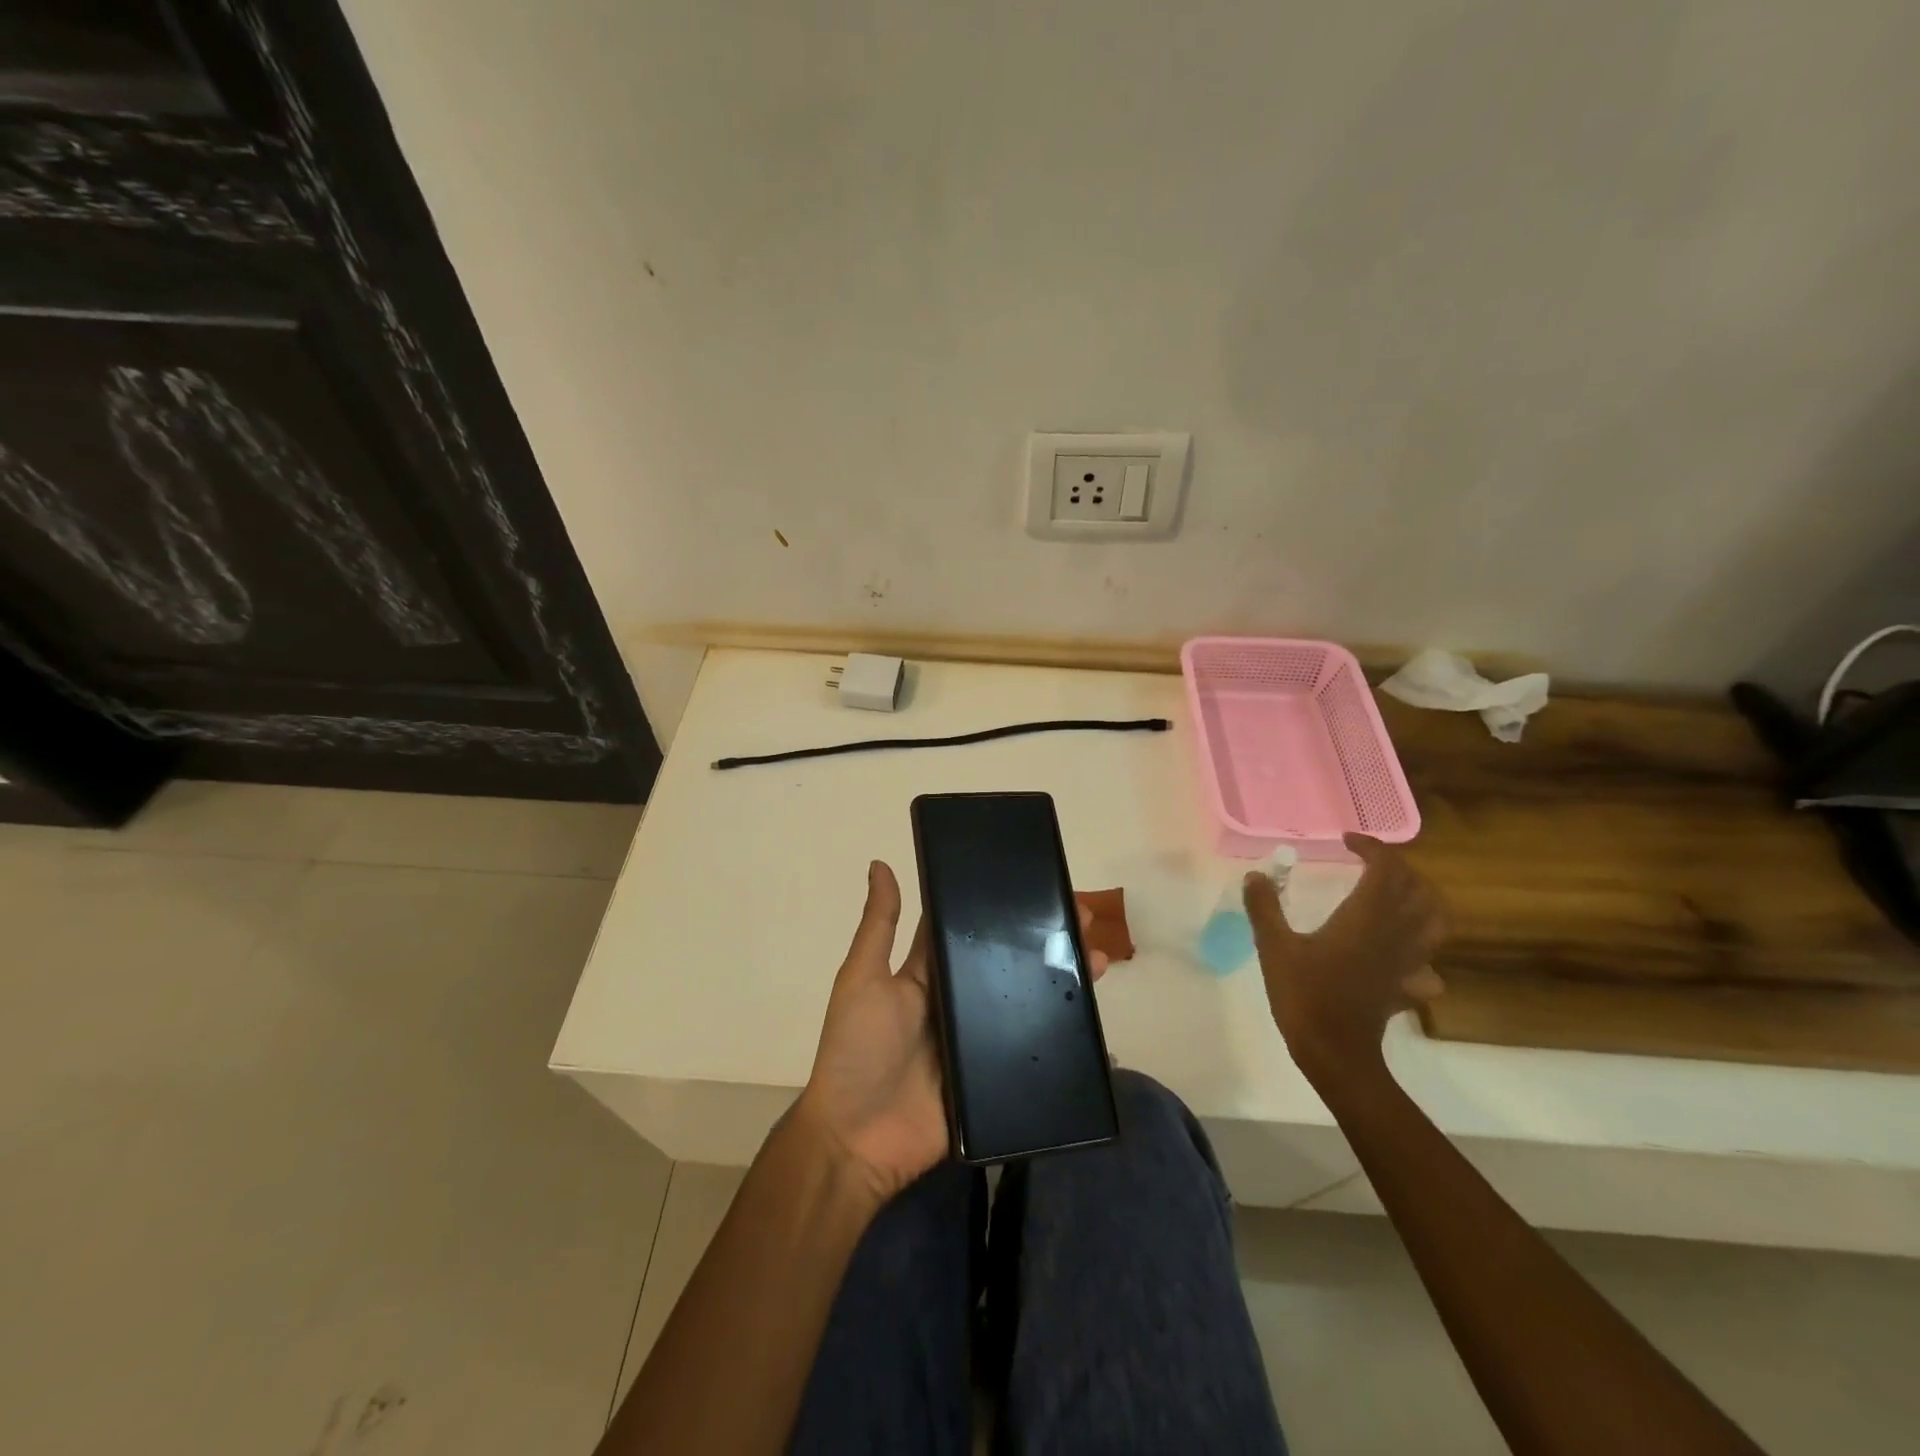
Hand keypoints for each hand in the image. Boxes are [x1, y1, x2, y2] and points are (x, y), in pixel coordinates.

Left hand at [798, 860, 1108, 1205]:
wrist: (857, 1141)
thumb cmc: (856, 1050)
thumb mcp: (863, 979)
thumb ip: (879, 926)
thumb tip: (879, 862)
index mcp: (930, 974)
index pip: (971, 929)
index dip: (1001, 906)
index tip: (1040, 883)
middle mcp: (958, 1001)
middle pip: (1008, 964)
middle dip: (1045, 939)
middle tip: (1085, 918)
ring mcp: (978, 1042)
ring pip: (1028, 1003)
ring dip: (1062, 981)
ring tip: (1098, 960)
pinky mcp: (994, 1080)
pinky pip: (1032, 1054)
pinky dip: (1063, 1040)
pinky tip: (1096, 1027)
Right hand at [1243, 833, 1447, 1081]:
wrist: (1335, 1053)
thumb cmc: (1305, 995)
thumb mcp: (1274, 947)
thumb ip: (1265, 908)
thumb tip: (1255, 875)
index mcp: (1366, 918)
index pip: (1387, 868)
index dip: (1372, 847)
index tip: (1347, 841)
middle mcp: (1395, 934)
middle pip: (1418, 889)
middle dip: (1398, 868)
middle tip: (1369, 863)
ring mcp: (1407, 962)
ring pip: (1436, 921)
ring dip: (1421, 900)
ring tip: (1395, 896)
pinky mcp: (1407, 986)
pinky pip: (1428, 961)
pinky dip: (1419, 949)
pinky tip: (1397, 953)